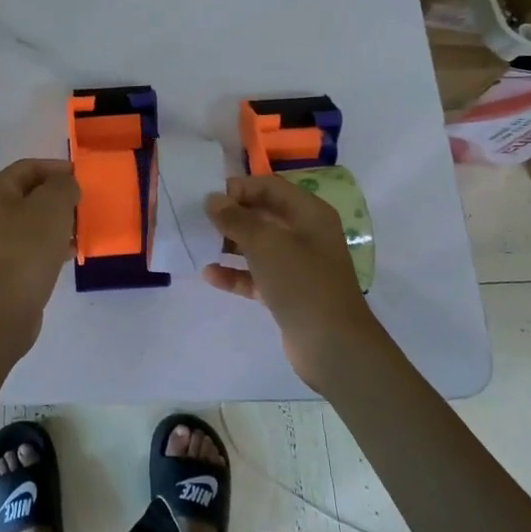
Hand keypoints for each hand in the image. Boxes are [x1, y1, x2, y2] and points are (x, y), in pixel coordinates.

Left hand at [0, 158, 79, 360]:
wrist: (2, 307)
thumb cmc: (27, 247)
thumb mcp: (53, 205)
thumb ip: (64, 186)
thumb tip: (65, 187)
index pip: (28, 167)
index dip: (57, 168)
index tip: (83, 178)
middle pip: (29, 195)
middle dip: (58, 198)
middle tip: (84, 205)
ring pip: (30, 223)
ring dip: (56, 223)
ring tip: (81, 230)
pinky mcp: (0, 269)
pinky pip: (29, 247)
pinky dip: (49, 246)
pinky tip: (69, 253)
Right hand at [204, 174, 388, 390]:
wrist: (332, 345)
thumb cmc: (302, 282)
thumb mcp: (265, 243)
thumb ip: (236, 219)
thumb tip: (213, 200)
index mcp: (309, 214)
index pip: (270, 187)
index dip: (240, 187)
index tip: (209, 195)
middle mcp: (305, 234)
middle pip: (263, 215)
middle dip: (232, 215)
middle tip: (198, 218)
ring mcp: (297, 265)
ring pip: (258, 246)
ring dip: (230, 244)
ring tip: (199, 243)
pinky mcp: (287, 292)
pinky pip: (256, 275)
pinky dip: (235, 273)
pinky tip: (209, 274)